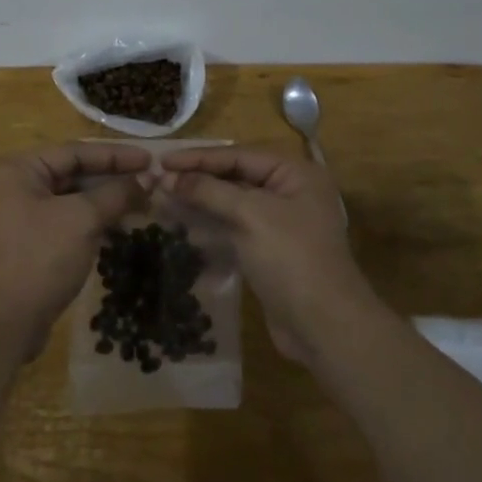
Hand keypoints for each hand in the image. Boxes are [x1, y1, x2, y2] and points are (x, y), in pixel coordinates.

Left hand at [0, 143, 150, 358]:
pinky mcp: (30, 243)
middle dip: (113, 178)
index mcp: (19, 169)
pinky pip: (68, 221)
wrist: (0, 324)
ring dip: (107, 200)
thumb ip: (116, 193)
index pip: (75, 151)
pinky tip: (122, 225)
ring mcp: (21, 216)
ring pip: (73, 199)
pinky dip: (94, 221)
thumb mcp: (82, 220)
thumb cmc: (38, 258)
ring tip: (145, 202)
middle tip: (152, 181)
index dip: (116, 155)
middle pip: (73, 173)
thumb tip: (149, 178)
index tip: (151, 159)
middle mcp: (16, 185)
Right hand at [159, 147, 384, 362]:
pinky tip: (182, 225)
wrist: (324, 326)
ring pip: (231, 203)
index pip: (238, 155)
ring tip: (162, 199)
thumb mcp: (249, 216)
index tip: (161, 160)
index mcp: (295, 173)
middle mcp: (289, 192)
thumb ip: (208, 191)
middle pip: (235, 176)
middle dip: (197, 179)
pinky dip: (209, 225)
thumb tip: (167, 176)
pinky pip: (234, 227)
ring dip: (199, 201)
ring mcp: (280, 223)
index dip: (198, 157)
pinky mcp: (269, 250)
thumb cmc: (291, 258)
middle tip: (156, 179)